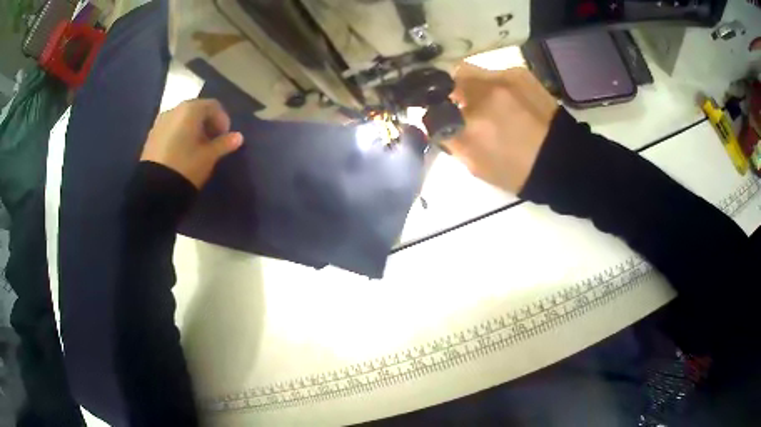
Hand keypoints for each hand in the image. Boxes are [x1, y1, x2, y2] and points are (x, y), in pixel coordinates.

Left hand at [141, 99, 243, 188]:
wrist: (155, 187)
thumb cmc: (186, 166)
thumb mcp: (209, 156)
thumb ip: (224, 144)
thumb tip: (238, 137)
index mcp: (191, 109)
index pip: (213, 106)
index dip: (222, 119)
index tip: (225, 136)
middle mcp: (174, 109)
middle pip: (196, 110)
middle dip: (206, 122)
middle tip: (212, 141)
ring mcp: (160, 121)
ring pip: (182, 119)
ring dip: (192, 128)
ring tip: (196, 148)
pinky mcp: (152, 135)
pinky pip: (171, 128)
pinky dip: (179, 134)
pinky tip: (181, 151)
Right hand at [442, 64, 558, 193]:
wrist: (562, 160)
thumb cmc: (517, 171)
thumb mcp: (476, 165)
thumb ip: (451, 141)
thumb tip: (436, 123)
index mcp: (471, 126)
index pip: (433, 109)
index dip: (429, 111)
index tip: (434, 115)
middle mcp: (484, 94)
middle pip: (446, 79)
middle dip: (445, 91)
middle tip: (454, 105)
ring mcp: (503, 78)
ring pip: (468, 71)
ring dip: (467, 86)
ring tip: (481, 102)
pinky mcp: (519, 72)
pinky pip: (492, 73)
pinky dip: (490, 85)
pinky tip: (504, 100)